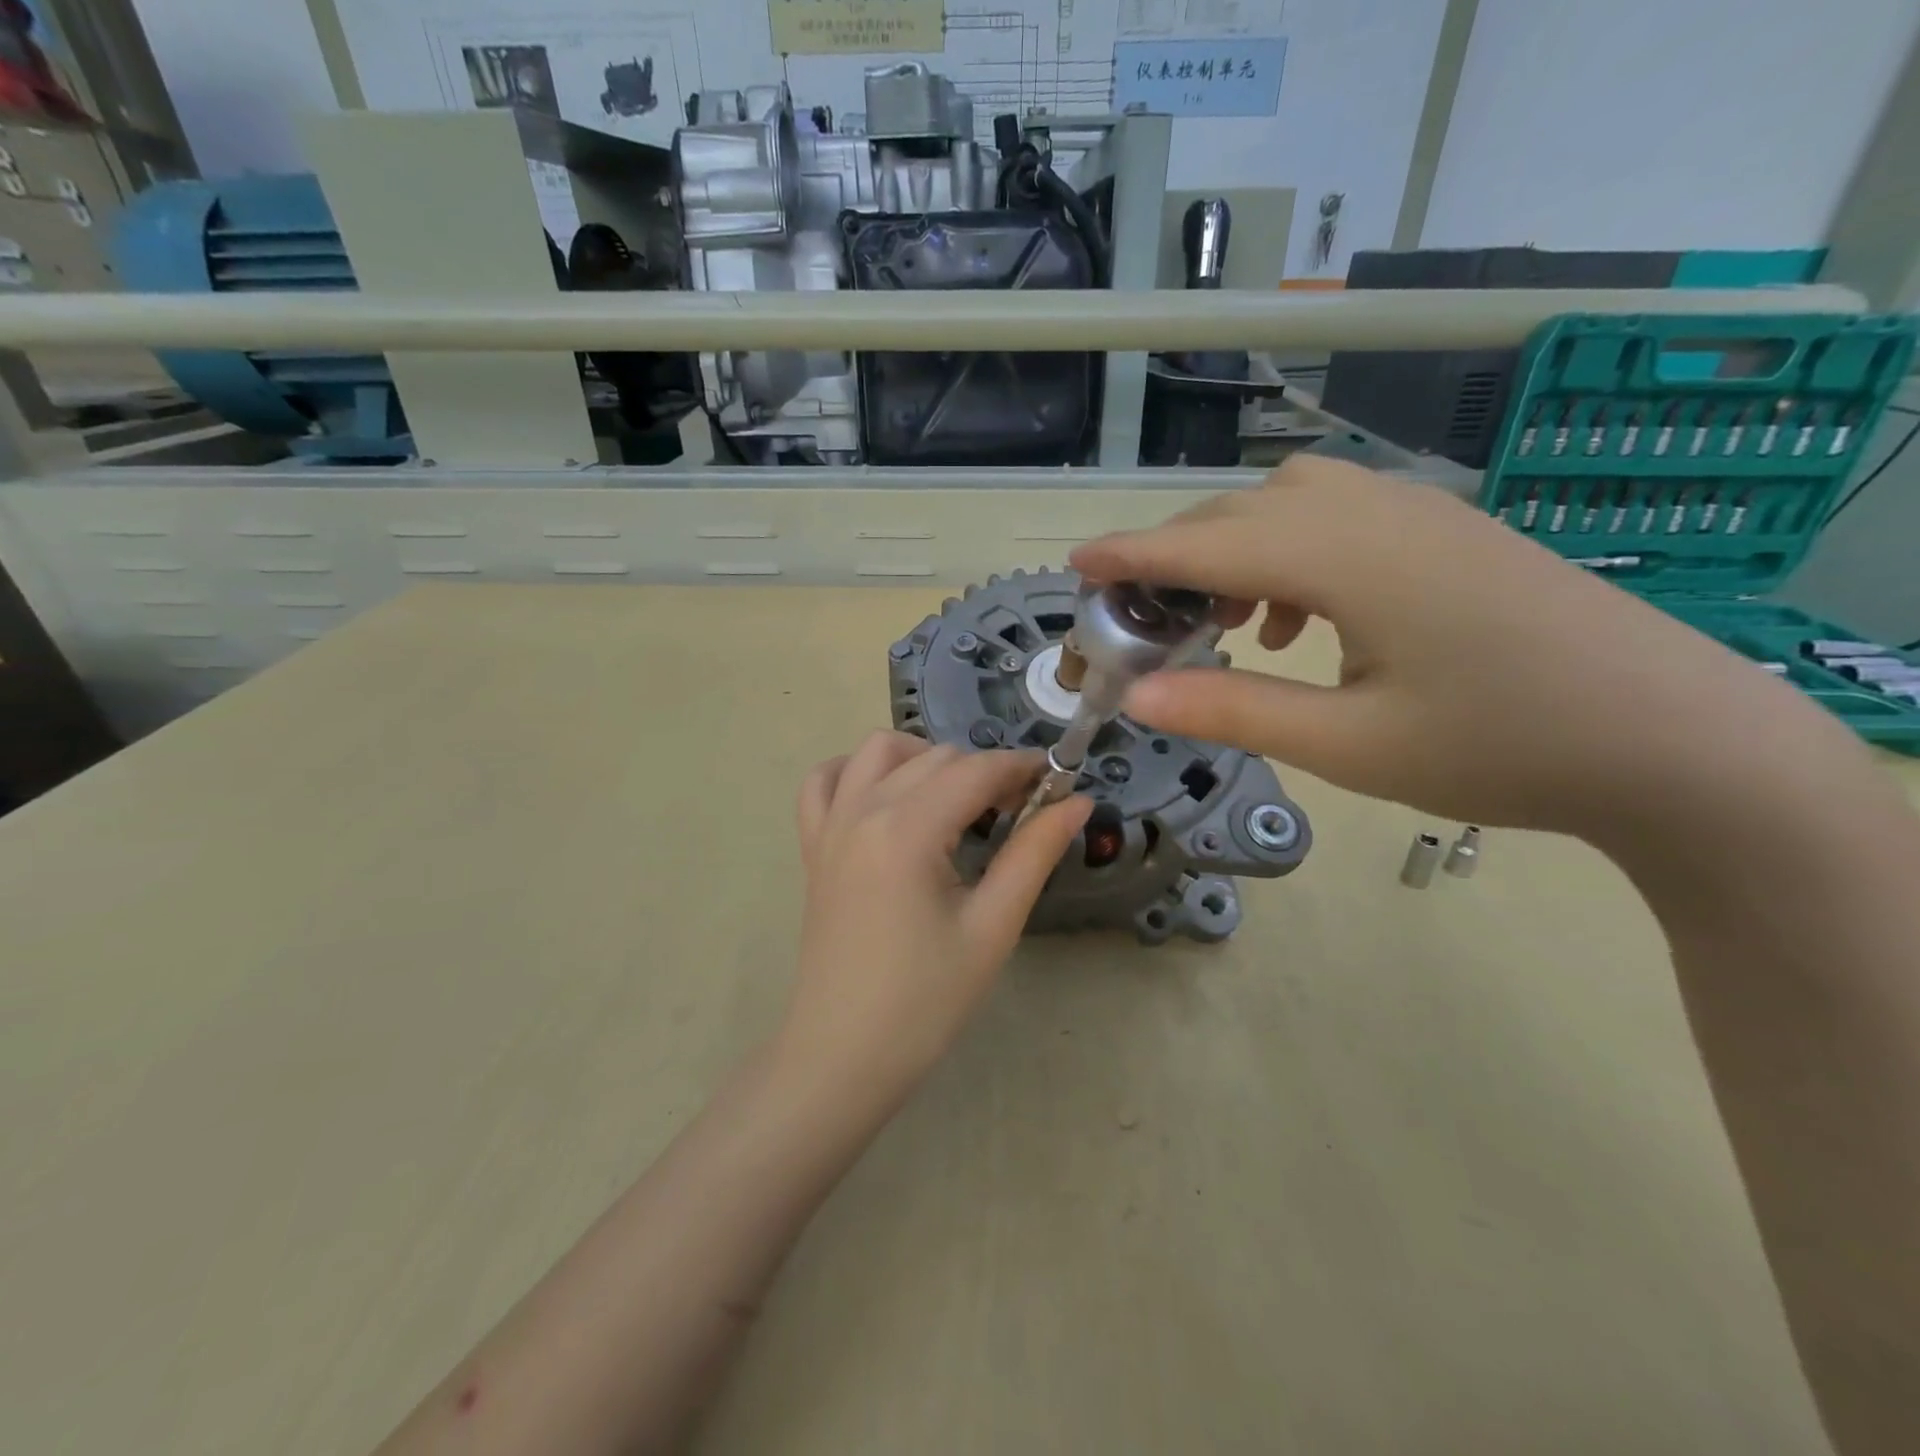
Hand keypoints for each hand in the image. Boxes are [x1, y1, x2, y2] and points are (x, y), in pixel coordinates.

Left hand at [780, 731, 1091, 1105]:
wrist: (843, 1054)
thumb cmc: (925, 1001)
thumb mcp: (992, 927)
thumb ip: (1034, 853)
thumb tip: (1077, 802)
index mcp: (906, 830)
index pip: (975, 771)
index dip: (1022, 768)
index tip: (1057, 782)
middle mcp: (862, 811)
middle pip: (935, 757)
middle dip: (985, 770)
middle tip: (1021, 810)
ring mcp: (829, 825)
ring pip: (878, 752)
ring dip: (925, 757)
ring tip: (957, 799)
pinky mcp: (813, 846)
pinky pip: (824, 782)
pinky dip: (857, 771)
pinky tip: (887, 795)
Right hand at [1071, 457, 1865, 839]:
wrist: (1674, 739)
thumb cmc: (1500, 747)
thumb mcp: (1348, 746)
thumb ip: (1233, 711)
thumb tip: (1137, 700)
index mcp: (1343, 559)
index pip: (1205, 545)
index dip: (1132, 556)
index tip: (1077, 565)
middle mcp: (1372, 512)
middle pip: (1239, 514)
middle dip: (1176, 558)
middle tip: (1143, 620)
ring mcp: (1416, 513)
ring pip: (1287, 503)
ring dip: (1234, 551)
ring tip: (1223, 623)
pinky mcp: (1444, 529)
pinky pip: (1336, 514)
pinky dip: (1287, 552)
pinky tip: (1299, 619)